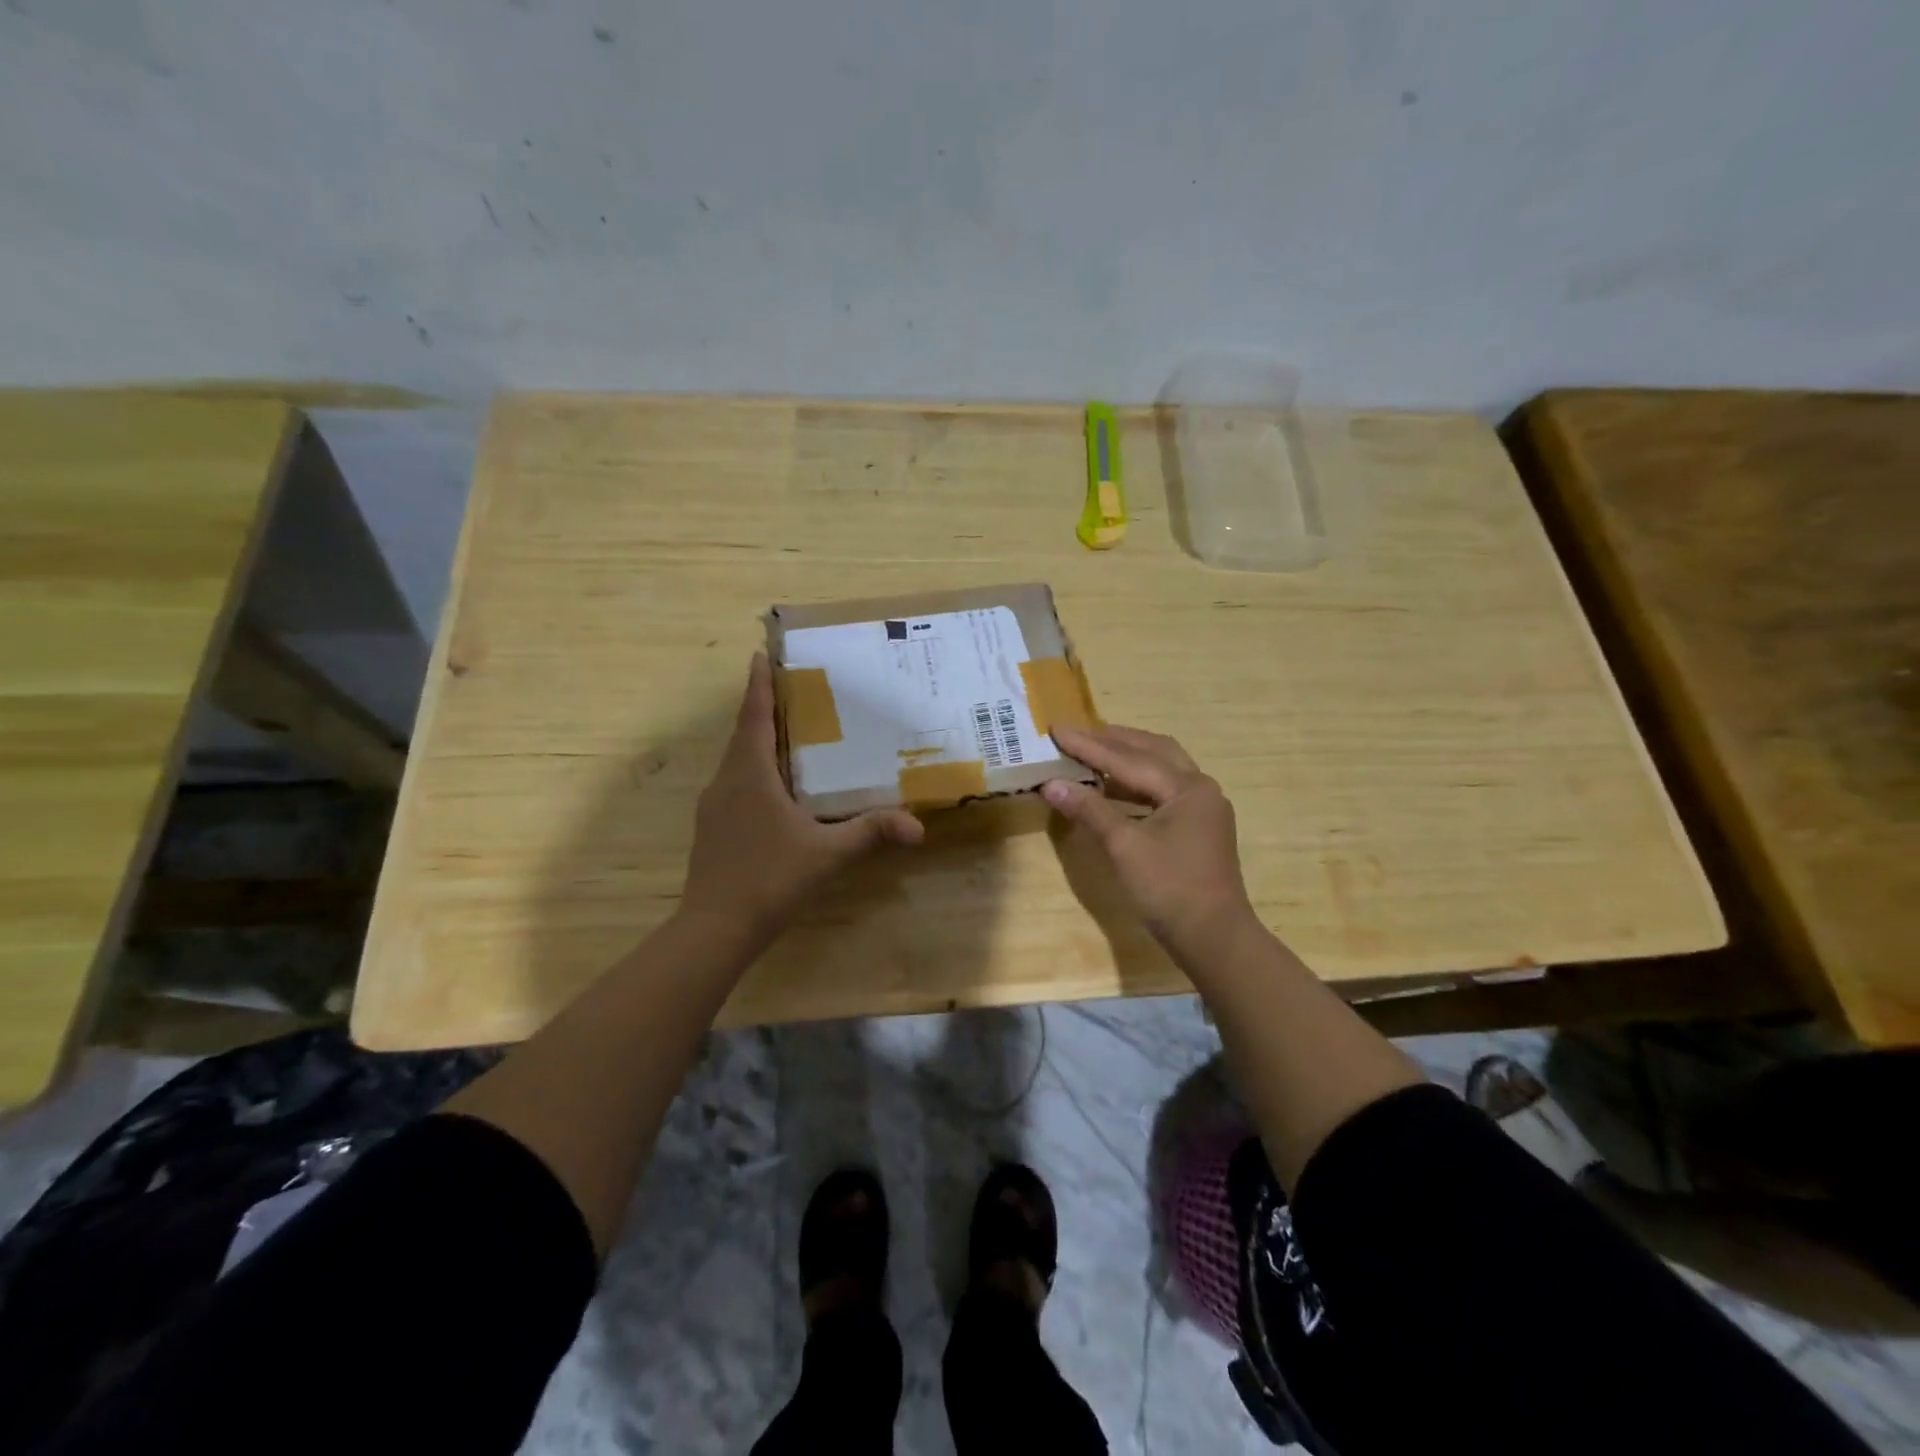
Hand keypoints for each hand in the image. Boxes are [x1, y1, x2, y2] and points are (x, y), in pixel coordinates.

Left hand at [681, 653, 924, 943]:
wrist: (714, 928)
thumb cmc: (770, 878)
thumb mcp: (827, 854)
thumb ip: (871, 833)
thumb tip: (917, 827)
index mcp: (750, 774)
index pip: (754, 717)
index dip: (758, 684)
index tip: (760, 655)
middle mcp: (726, 781)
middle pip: (744, 734)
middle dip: (763, 709)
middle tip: (791, 691)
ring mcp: (713, 806)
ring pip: (737, 761)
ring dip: (757, 742)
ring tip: (789, 735)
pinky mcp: (711, 828)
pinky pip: (734, 784)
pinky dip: (753, 772)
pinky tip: (776, 790)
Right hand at [1042, 725, 1257, 961]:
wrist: (1214, 939)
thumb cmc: (1170, 889)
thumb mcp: (1125, 847)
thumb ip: (1090, 810)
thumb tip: (1051, 784)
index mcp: (1187, 787)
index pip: (1128, 758)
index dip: (1088, 745)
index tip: (1056, 729)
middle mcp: (1199, 788)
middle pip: (1152, 750)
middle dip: (1112, 740)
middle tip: (1075, 732)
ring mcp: (1202, 808)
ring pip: (1161, 768)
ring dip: (1126, 757)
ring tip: (1091, 751)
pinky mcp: (1198, 827)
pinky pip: (1163, 790)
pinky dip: (1136, 783)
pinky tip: (1113, 787)